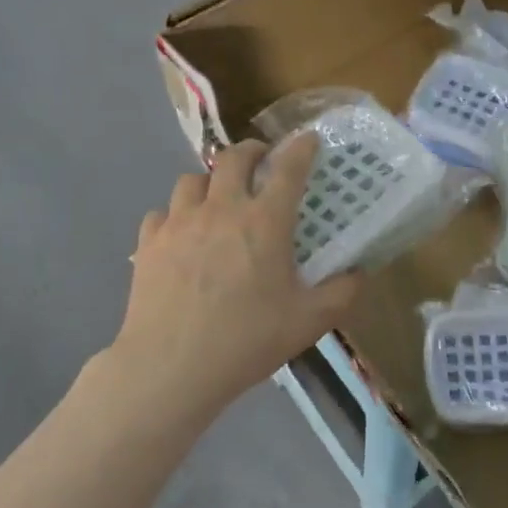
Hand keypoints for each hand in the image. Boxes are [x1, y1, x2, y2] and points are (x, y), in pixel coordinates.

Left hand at [110, 134, 360, 417]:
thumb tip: (359, 273)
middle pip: (233, 157)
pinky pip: (162, 213)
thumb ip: (341, 293)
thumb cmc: (246, 340)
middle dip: (251, 150)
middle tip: (261, 160)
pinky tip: (180, 235)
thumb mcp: (308, 322)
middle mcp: (221, 209)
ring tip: (217, 198)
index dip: (301, 148)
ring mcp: (179, 222)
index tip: (308, 140)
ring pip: (192, 179)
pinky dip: (174, 216)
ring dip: (210, 182)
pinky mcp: (149, 242)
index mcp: (264, 222)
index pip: (288, 168)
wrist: (170, 367)